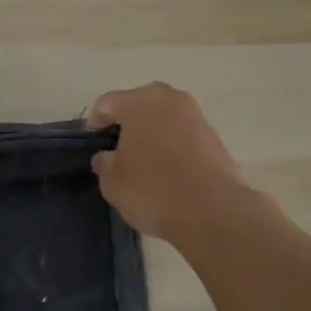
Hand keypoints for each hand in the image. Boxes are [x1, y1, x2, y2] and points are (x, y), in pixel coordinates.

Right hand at [87, 82, 249, 241]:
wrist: (213, 212)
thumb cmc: (152, 190)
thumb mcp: (112, 181)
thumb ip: (104, 162)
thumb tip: (108, 156)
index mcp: (139, 102)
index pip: (107, 103)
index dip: (96, 123)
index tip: (95, 145)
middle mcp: (169, 99)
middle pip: (139, 105)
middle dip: (128, 125)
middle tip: (119, 152)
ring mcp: (196, 116)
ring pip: (165, 119)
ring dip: (153, 135)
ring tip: (146, 165)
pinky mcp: (216, 138)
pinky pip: (184, 136)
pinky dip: (174, 148)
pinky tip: (170, 174)